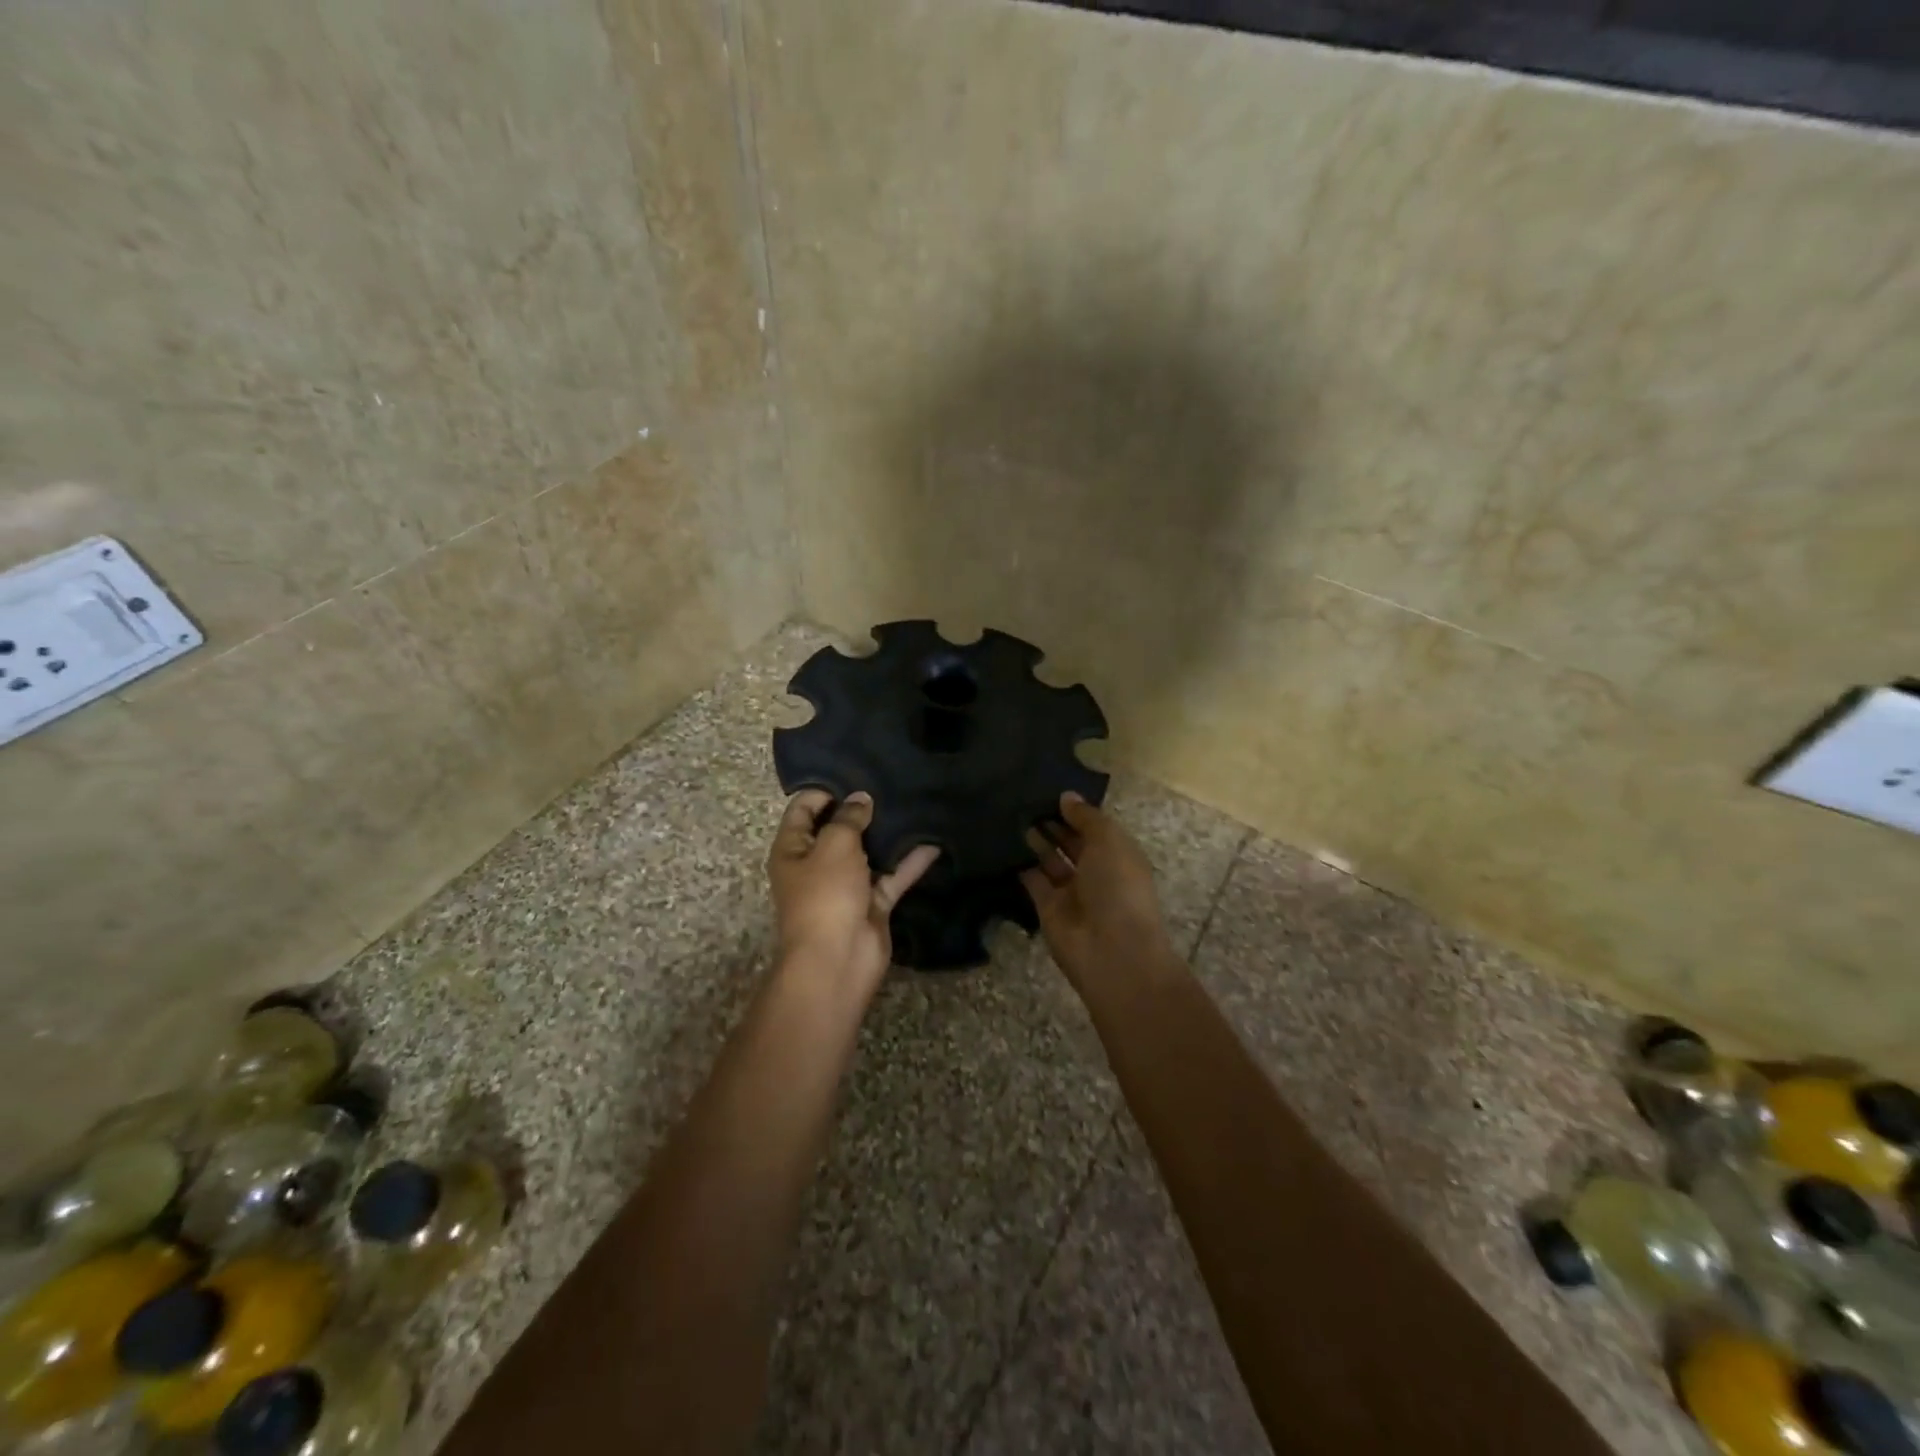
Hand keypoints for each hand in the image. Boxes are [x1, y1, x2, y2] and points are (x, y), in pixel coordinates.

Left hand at [767, 790, 939, 998]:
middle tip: (890, 782)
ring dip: (887, 835)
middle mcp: (816, 865)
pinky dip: (909, 863)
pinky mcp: (872, 904)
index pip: (802, 810)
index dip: (825, 789)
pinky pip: (891, 877)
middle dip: (861, 809)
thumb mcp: (834, 846)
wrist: (838, 960)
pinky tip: (933, 843)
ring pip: (868, 853)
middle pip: (837, 830)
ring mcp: (846, 886)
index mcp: (792, 849)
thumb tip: (860, 799)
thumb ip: (848, 819)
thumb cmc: (825, 895)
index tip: (855, 773)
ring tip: (913, 803)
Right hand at [1022, 793, 1178, 995]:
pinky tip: (1004, 843)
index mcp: (1119, 855)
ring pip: (1051, 860)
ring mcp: (1071, 892)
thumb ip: (1086, 817)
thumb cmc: (1118, 888)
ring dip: (1036, 840)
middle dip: (1054, 823)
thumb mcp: (1108, 841)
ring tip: (1014, 815)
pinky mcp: (1047, 908)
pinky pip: (1032, 881)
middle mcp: (1097, 872)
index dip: (1076, 811)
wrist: (1111, 951)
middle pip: (1072, 843)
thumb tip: (1066, 797)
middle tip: (1026, 800)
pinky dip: (1020, 865)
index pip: (1096, 827)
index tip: (1050, 790)